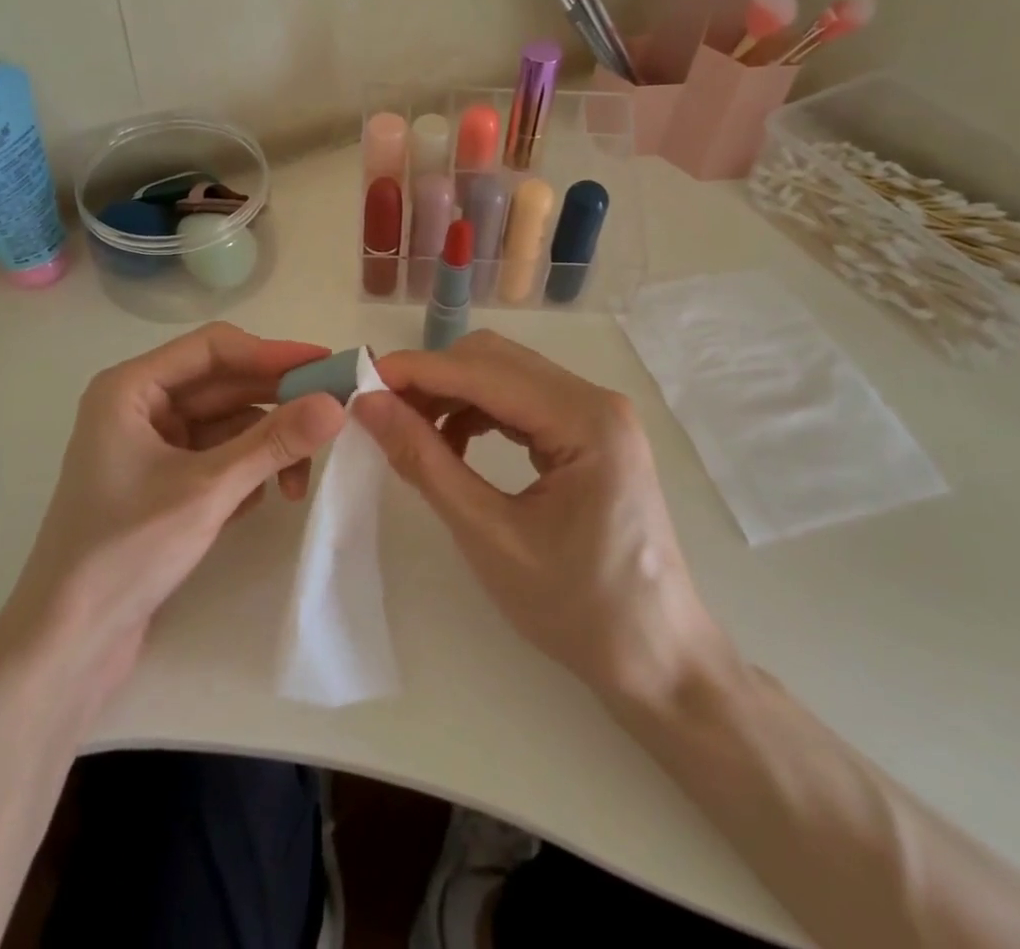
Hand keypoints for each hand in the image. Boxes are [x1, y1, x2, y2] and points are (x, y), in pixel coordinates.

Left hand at [6, 323, 344, 690]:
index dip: (272, 354)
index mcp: (131, 389)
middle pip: (224, 386)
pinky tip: (261, 500)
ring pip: (226, 425)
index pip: (213, 348)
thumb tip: (336, 404)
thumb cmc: (125, 552)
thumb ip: (274, 442)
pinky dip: (246, 471)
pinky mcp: (163, 482)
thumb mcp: (208, 490)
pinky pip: (219, 456)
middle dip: (276, 406)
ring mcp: (151, 446)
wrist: (67, 646)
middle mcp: (140, 407)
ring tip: (296, 485)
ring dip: (265, 447)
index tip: (326, 366)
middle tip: (333, 418)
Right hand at [353, 331, 727, 704]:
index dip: (417, 371)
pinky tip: (452, 445)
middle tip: (380, 411)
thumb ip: (426, 463)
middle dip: (433, 378)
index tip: (360, 381)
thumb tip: (369, 406)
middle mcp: (595, 400)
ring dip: (452, 394)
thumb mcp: (490, 537)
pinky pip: (521, 402)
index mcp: (586, 420)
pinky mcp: (589, 432)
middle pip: (495, 360)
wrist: (658, 660)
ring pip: (505, 376)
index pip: (484, 371)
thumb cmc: (579, 609)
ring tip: (410, 431)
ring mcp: (596, 414)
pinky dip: (478, 412)